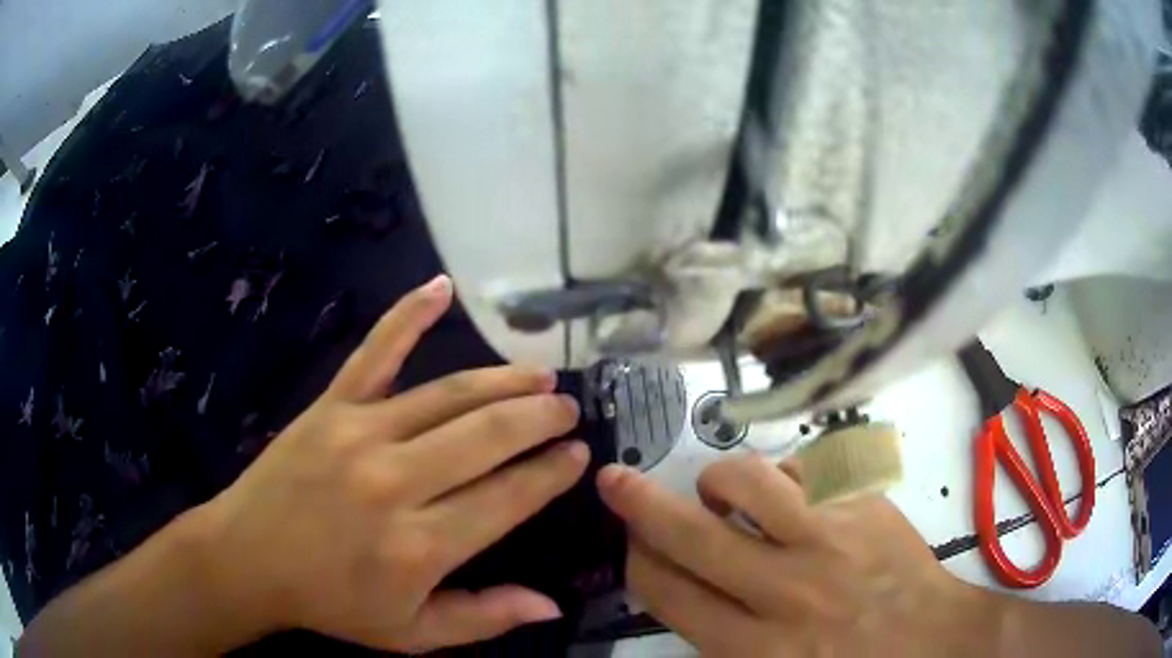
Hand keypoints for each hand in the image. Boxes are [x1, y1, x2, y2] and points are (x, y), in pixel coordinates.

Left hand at [193, 275, 589, 652]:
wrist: (248, 559)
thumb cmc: (331, 602)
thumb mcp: (411, 633)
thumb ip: (483, 618)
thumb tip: (552, 604)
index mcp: (420, 546)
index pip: (509, 497)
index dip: (551, 473)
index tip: (579, 455)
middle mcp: (396, 482)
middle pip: (487, 436)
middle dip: (539, 418)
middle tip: (568, 408)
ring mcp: (360, 434)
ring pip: (448, 395)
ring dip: (502, 380)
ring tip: (539, 374)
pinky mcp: (330, 406)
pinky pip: (374, 352)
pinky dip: (408, 314)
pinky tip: (441, 287)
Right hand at [597, 455, 999, 656]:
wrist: (935, 643)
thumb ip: (723, 641)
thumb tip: (687, 593)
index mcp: (756, 646)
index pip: (669, 593)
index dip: (638, 562)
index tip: (628, 543)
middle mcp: (786, 590)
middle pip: (692, 536)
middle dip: (639, 504)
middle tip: (615, 481)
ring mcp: (831, 539)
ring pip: (749, 483)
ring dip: (719, 481)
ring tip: (719, 490)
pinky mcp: (865, 507)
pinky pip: (807, 470)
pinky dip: (786, 477)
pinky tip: (794, 496)